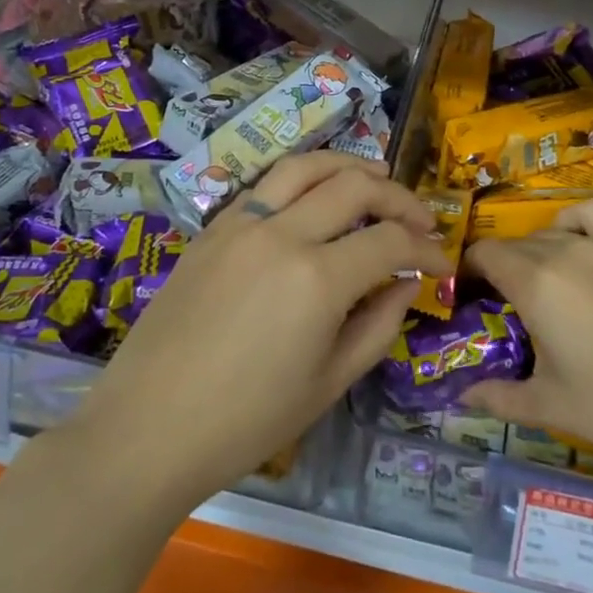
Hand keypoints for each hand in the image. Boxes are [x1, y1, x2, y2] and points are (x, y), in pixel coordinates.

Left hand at [68, 152, 449, 508]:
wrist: (148, 426)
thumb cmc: (246, 421)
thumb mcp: (329, 383)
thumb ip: (377, 325)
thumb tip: (405, 283)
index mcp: (317, 278)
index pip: (390, 241)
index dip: (427, 249)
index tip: (443, 263)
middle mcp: (281, 234)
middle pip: (355, 186)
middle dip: (399, 197)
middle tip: (420, 220)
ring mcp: (240, 224)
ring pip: (305, 166)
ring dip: (349, 166)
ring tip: (377, 177)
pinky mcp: (212, 229)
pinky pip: (266, 187)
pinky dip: (302, 180)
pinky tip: (315, 198)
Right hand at [460, 201, 592, 474]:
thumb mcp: (553, 407)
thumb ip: (499, 398)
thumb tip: (461, 397)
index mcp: (534, 284)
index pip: (484, 255)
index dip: (469, 273)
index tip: (470, 299)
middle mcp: (563, 251)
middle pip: (514, 245)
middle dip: (499, 270)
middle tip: (505, 309)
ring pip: (549, 233)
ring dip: (533, 251)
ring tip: (541, 282)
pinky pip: (592, 216)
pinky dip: (573, 222)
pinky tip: (577, 245)